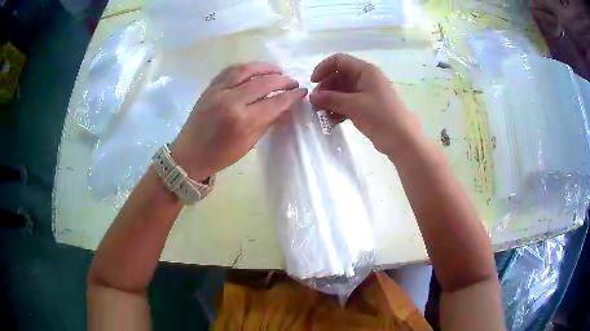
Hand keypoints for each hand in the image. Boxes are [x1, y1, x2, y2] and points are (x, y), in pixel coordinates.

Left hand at [172, 62, 306, 180]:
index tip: (301, 92)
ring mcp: (218, 91)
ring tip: (277, 70)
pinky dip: (245, 67)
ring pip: (246, 70)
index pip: (274, 102)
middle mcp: (231, 100)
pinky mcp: (210, 87)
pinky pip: (230, 70)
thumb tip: (286, 111)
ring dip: (265, 67)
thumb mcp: (248, 144)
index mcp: (242, 120)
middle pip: (263, 83)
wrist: (189, 154)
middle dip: (282, 80)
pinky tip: (254, 69)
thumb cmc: (220, 156)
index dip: (291, 96)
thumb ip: (267, 123)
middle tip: (292, 82)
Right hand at [309, 53, 419, 157]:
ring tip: (321, 114)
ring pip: (342, 91)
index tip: (313, 83)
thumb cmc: (380, 116)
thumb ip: (331, 99)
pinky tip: (331, 121)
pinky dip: (338, 110)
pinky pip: (348, 103)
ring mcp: (366, 93)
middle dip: (325, 89)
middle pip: (339, 76)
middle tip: (316, 104)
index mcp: (365, 71)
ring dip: (330, 101)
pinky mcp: (367, 107)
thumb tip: (312, 96)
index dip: (323, 68)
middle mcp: (365, 79)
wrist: (402, 139)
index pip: (339, 61)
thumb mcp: (354, 105)